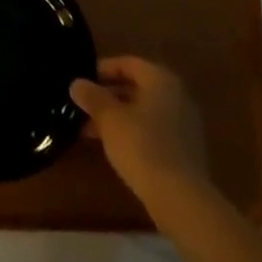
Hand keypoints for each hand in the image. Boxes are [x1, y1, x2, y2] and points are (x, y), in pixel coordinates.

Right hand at [71, 56, 208, 211]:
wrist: (180, 198)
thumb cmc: (142, 146)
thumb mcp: (110, 119)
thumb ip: (93, 98)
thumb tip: (77, 84)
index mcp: (161, 80)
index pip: (128, 63)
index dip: (103, 69)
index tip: (82, 80)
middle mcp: (177, 96)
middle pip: (137, 87)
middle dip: (107, 96)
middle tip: (82, 106)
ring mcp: (184, 124)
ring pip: (143, 111)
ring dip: (117, 117)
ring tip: (88, 130)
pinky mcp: (185, 150)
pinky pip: (153, 131)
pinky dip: (132, 133)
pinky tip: (113, 147)